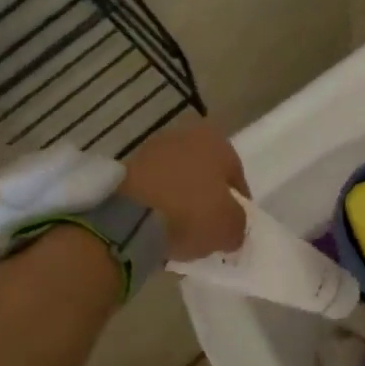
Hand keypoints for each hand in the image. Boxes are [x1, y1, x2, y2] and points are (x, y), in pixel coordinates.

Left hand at [120, 119, 248, 261]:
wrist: (130, 217)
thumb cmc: (192, 212)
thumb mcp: (230, 227)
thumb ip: (238, 225)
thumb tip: (232, 229)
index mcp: (217, 141)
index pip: (236, 176)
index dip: (238, 204)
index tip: (234, 226)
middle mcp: (185, 136)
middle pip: (204, 174)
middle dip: (207, 197)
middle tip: (208, 226)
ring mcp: (152, 150)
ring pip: (177, 179)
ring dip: (181, 199)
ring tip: (181, 230)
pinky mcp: (126, 167)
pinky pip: (153, 188)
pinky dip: (158, 204)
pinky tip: (158, 226)